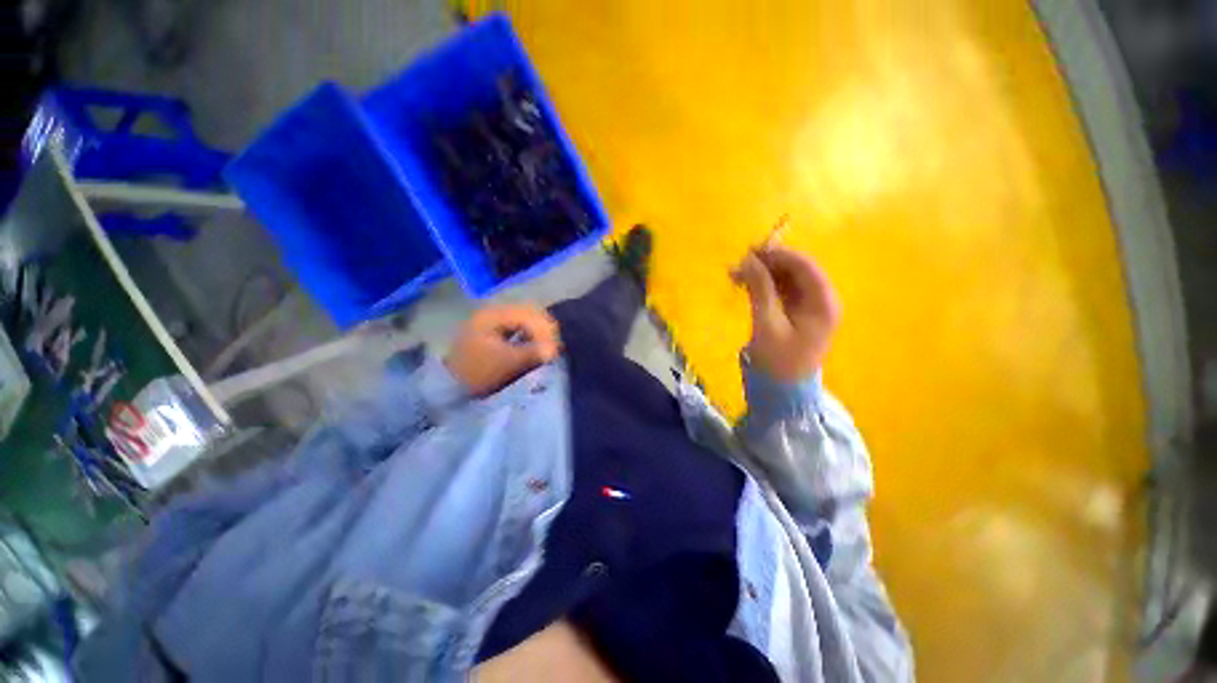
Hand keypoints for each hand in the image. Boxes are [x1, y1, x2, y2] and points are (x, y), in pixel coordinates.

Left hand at [446, 305, 560, 395]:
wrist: (451, 386)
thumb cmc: (477, 372)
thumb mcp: (505, 363)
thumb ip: (532, 353)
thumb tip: (554, 350)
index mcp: (494, 314)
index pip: (529, 314)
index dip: (545, 331)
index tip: (553, 350)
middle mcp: (495, 311)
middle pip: (531, 314)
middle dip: (545, 331)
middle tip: (554, 350)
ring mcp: (495, 320)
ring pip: (528, 320)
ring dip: (541, 333)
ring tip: (548, 350)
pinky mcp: (497, 330)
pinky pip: (522, 327)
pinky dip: (533, 336)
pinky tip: (537, 347)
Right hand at [732, 245, 841, 382]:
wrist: (782, 391)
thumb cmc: (778, 360)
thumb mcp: (767, 323)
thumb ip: (760, 289)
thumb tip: (749, 260)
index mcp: (823, 302)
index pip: (804, 266)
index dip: (779, 255)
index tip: (751, 251)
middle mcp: (820, 300)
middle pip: (795, 271)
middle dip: (767, 264)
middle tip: (739, 263)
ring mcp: (808, 307)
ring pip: (785, 280)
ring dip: (762, 274)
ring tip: (735, 274)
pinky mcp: (794, 314)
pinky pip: (779, 291)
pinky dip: (762, 286)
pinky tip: (744, 285)